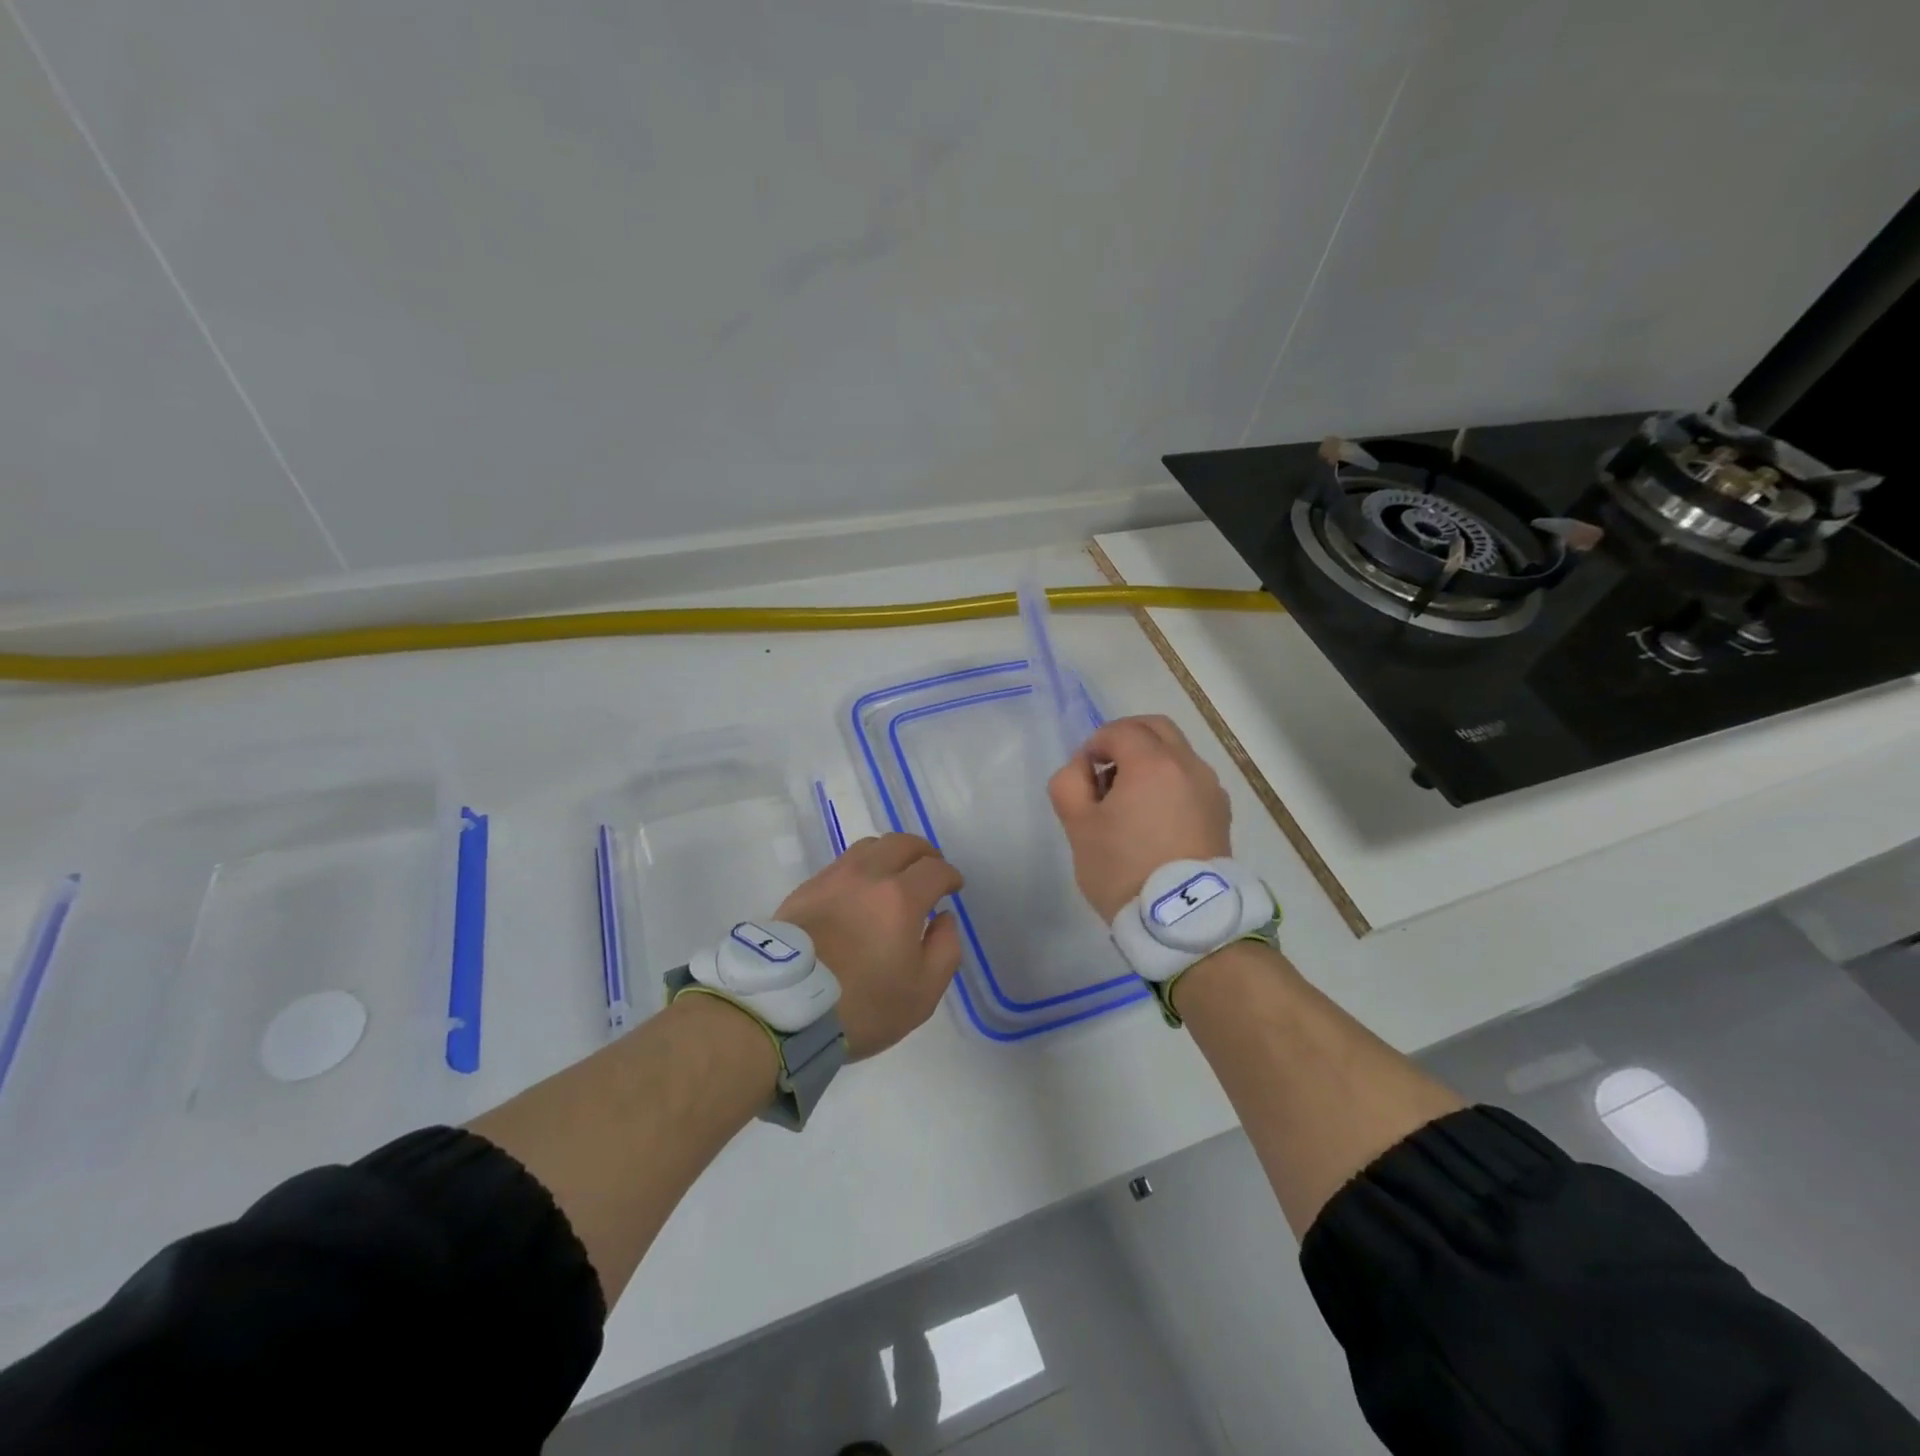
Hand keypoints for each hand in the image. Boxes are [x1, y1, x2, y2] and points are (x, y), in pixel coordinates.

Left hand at [774, 833, 963, 1058]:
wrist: (783, 1008)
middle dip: (923, 853)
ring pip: (868, 847)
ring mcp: (832, 878)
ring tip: (893, 876)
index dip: (950, 875)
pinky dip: (860, 869)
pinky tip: (859, 892)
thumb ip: (945, 950)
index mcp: (901, 897)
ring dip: (890, 855)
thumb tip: (943, 919)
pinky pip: (841, 864)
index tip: (953, 888)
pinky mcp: (805, 889)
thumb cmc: (862, 1006)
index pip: (935, 869)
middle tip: (929, 870)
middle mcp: (867, 875)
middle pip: (901, 843)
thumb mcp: (922, 993)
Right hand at [1047, 715, 1231, 921]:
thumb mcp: (1078, 827)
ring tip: (1129, 801)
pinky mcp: (1221, 814)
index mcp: (1153, 763)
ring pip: (1177, 754)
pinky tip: (1154, 819)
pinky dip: (1170, 782)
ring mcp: (1211, 789)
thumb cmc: (1124, 869)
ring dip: (1149, 760)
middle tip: (1105, 769)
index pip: (1120, 730)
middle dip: (1126, 738)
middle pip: (1156, 728)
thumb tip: (1084, 768)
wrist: (1185, 919)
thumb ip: (1069, 783)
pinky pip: (1191, 780)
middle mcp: (1189, 766)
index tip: (1083, 772)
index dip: (1095, 744)